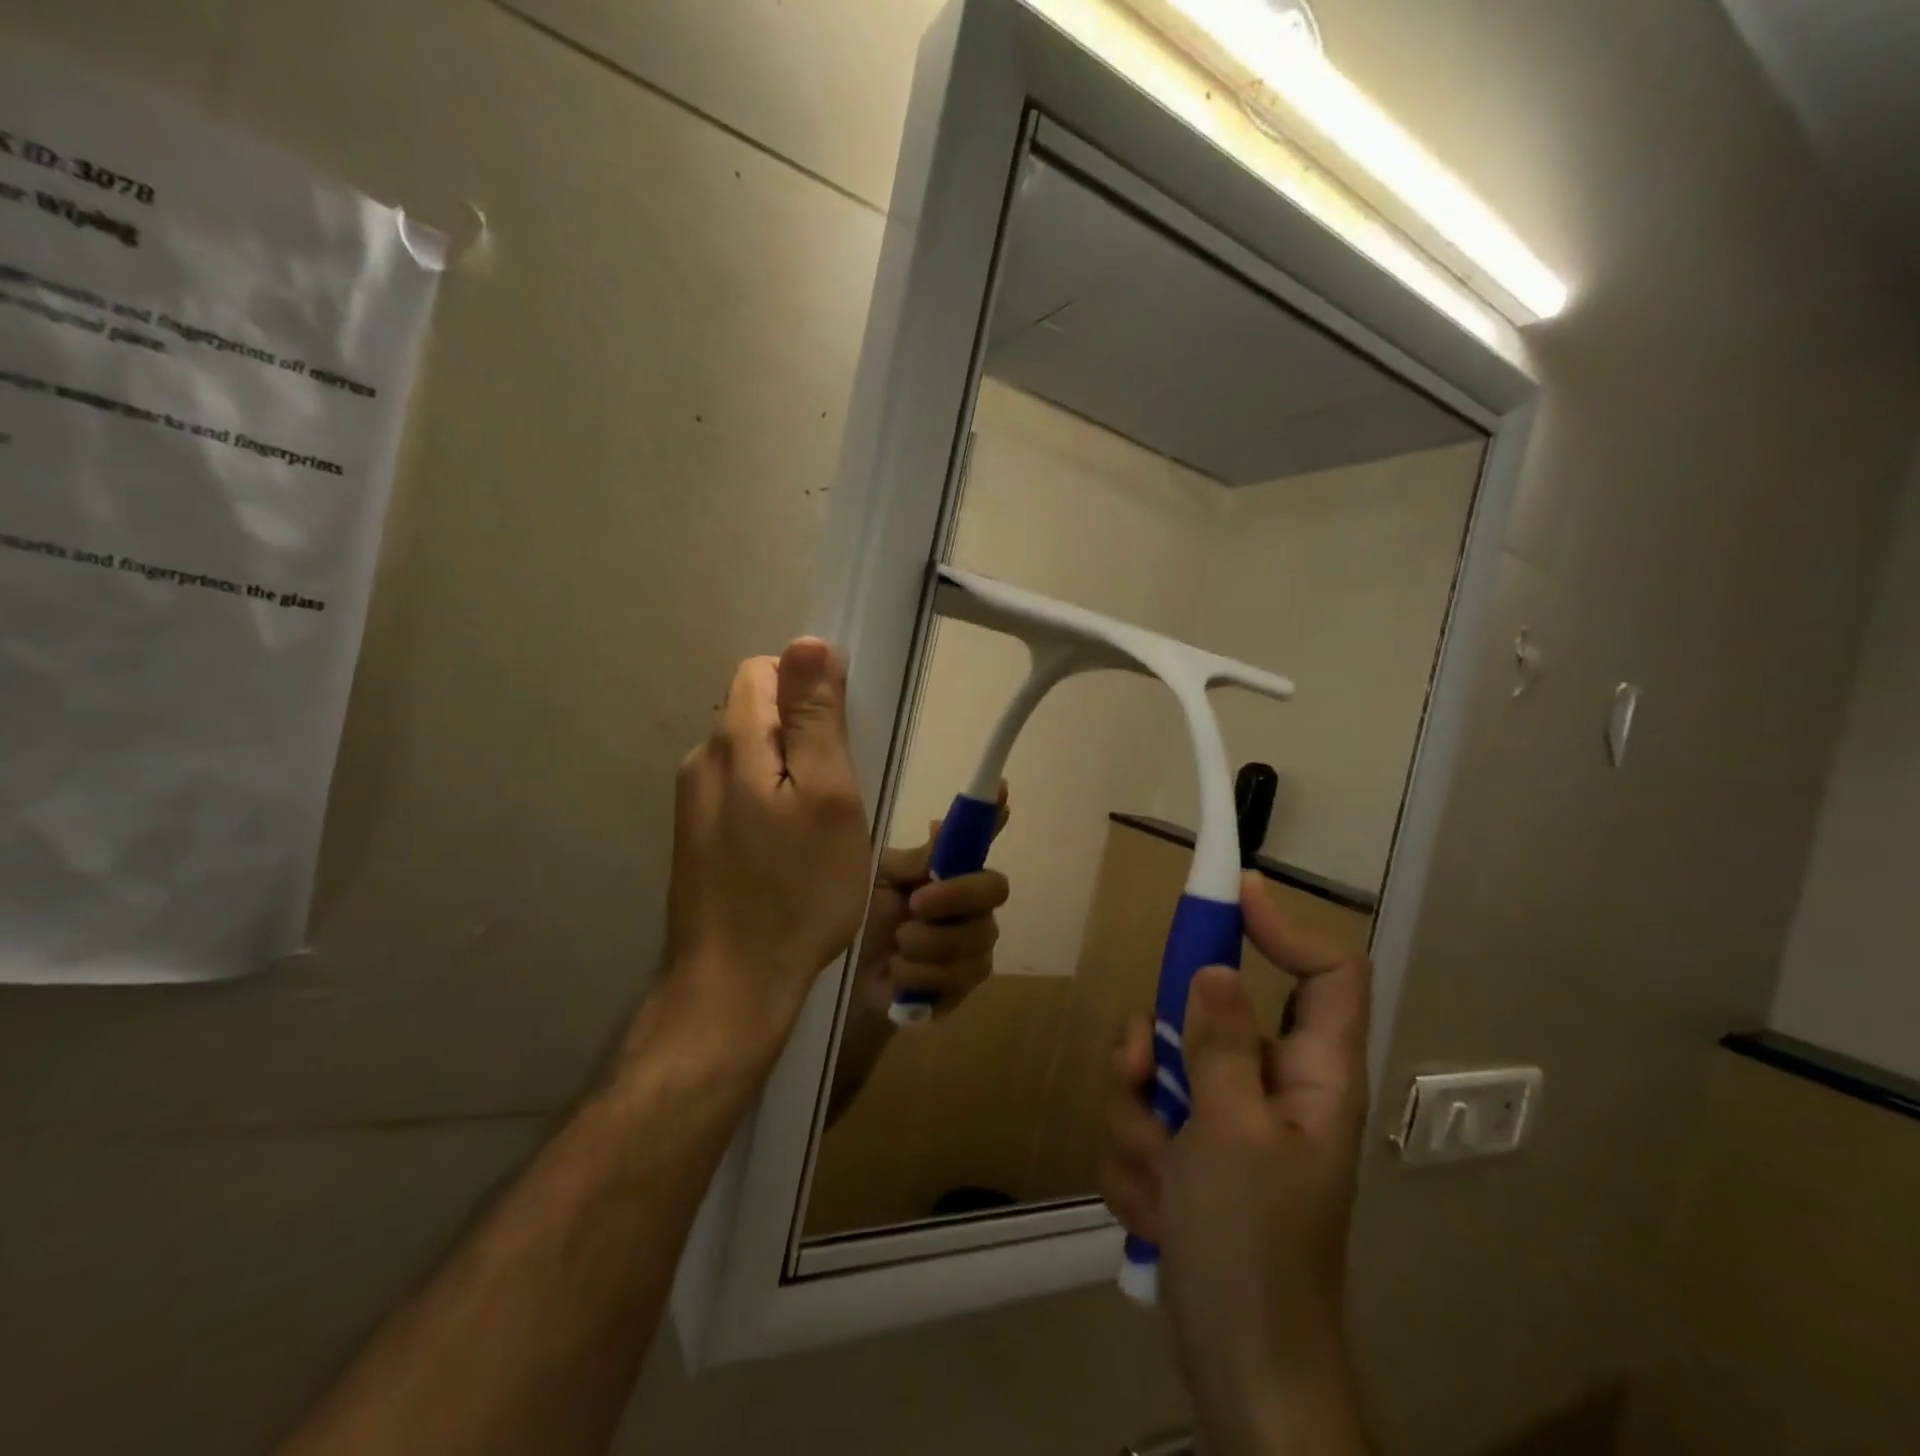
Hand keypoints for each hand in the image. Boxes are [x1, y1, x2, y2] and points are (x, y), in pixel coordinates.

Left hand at [662, 639, 870, 1053]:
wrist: (733, 985)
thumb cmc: (798, 890)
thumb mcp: (828, 796)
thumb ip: (815, 716)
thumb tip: (808, 642)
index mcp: (732, 742)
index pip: (765, 670)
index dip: (809, 688)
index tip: (843, 736)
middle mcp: (701, 762)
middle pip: (756, 711)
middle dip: (803, 733)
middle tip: (841, 790)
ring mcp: (693, 804)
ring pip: (752, 756)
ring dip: (790, 771)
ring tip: (821, 825)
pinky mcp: (696, 839)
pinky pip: (741, 793)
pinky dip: (772, 802)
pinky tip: (792, 850)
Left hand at [852, 793, 1010, 1020]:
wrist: (846, 979)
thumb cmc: (862, 920)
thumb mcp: (879, 883)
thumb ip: (914, 862)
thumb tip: (942, 824)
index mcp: (948, 872)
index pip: (979, 838)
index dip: (993, 814)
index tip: (1001, 789)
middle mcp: (970, 905)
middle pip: (995, 889)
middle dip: (956, 896)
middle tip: (916, 904)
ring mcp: (972, 947)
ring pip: (975, 939)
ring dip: (926, 943)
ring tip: (897, 945)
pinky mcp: (962, 986)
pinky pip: (959, 978)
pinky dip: (921, 975)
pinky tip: (899, 972)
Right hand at [1102, 872, 1371, 1454]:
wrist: (1236, 1367)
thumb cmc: (1251, 1249)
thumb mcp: (1229, 1136)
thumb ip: (1219, 1045)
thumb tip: (1214, 968)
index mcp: (1312, 1075)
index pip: (1327, 973)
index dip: (1286, 926)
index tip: (1231, 894)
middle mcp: (1270, 1086)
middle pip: (1208, 1012)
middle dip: (1158, 1046)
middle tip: (1139, 1074)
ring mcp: (1224, 1120)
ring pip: (1160, 1068)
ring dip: (1138, 1119)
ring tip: (1154, 1177)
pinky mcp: (1188, 1153)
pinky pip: (1143, 1119)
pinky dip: (1135, 1159)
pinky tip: (1152, 1207)